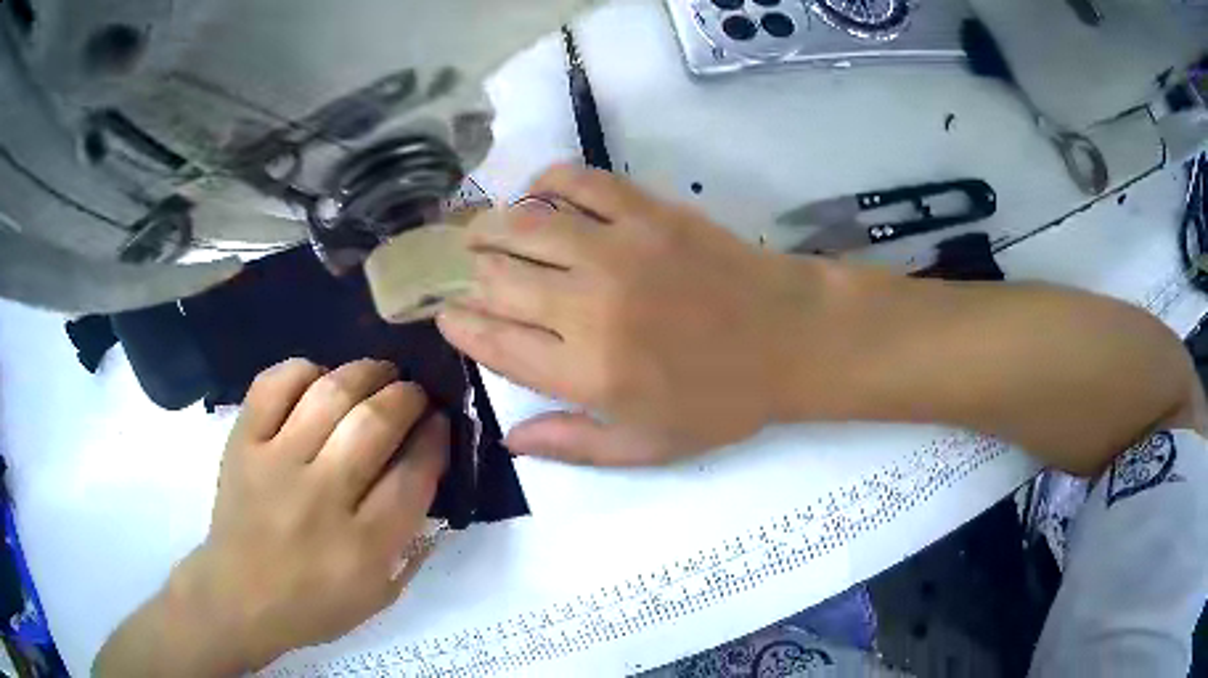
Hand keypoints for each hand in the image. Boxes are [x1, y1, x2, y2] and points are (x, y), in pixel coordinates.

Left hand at [177, 359, 447, 670]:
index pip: (413, 474)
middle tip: (415, 394)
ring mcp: (275, 464)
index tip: (441, 422)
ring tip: (378, 374)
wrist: (238, 597)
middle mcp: (320, 497)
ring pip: (329, 394)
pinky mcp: (242, 443)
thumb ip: (412, 543)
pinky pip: (274, 385)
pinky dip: (303, 371)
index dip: (435, 438)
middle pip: (375, 423)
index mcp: (362, 546)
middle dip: (408, 396)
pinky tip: (318, 379)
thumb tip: (428, 477)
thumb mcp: (380, 594)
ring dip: (365, 373)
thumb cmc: (314, 605)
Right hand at [438, 165, 821, 464]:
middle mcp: (589, 307)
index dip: (460, 326)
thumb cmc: (723, 400)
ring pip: (525, 226)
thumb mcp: (648, 447)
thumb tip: (508, 439)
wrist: (790, 338)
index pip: (496, 343)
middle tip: (454, 270)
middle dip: (464, 274)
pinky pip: (579, 182)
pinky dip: (546, 182)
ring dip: (489, 227)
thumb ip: (573, 445)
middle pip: (498, 279)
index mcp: (588, 373)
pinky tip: (535, 193)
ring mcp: (618, 250)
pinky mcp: (647, 212)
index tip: (445, 316)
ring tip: (476, 233)